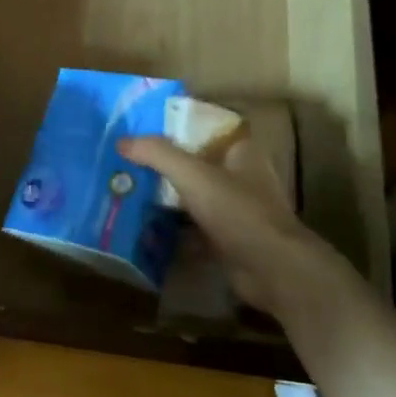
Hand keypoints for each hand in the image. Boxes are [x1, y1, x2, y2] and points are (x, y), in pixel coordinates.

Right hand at [119, 134, 354, 314]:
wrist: (273, 270)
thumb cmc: (238, 212)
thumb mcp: (193, 175)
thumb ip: (157, 154)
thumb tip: (121, 141)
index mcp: (241, 151)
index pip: (205, 128)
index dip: (175, 126)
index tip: (141, 128)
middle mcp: (240, 176)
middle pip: (195, 162)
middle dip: (164, 163)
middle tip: (126, 160)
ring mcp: (235, 209)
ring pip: (193, 194)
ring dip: (166, 195)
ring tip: (128, 189)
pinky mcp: (228, 238)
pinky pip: (193, 225)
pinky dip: (172, 226)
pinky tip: (143, 224)